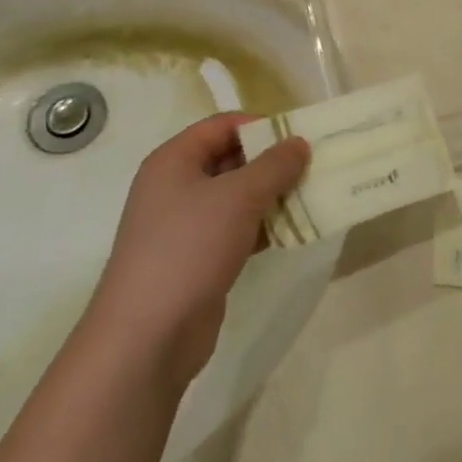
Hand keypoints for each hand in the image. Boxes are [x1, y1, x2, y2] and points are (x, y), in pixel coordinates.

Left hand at [92, 113, 308, 383]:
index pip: (222, 126)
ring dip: (272, 196)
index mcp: (174, 160)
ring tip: (312, 197)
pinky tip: (294, 232)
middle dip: (272, 162)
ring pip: (237, 197)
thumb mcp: (239, 197)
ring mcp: (185, 226)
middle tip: (313, 167)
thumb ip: (274, 166)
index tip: (300, 137)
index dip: (260, 126)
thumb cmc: (189, 248)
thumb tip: (299, 143)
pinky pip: (236, 230)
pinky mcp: (197, 259)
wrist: (147, 336)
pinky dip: (263, 227)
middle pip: (231, 159)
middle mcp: (175, 187)